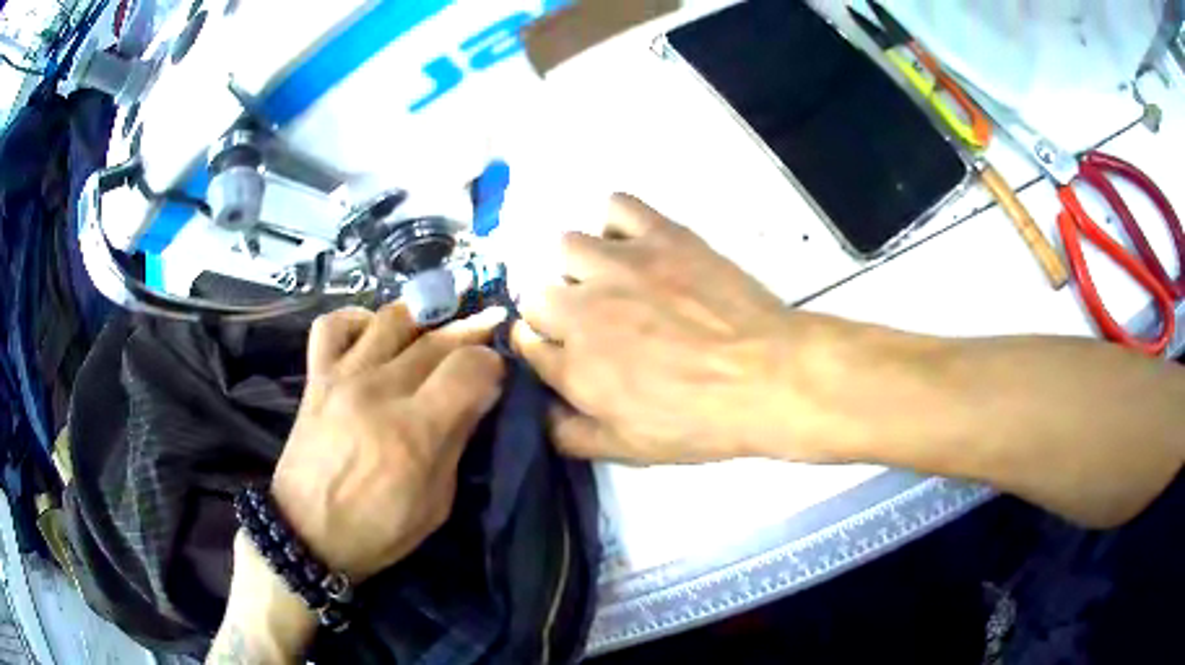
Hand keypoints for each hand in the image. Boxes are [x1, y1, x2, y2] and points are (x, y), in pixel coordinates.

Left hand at [271, 304, 505, 581]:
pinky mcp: (316, 377)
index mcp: (414, 430)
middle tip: (487, 330)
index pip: (469, 366)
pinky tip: (373, 336)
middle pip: (436, 338)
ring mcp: (342, 377)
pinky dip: (357, 319)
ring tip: (436, 325)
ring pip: (391, 318)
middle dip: (471, 330)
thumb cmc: (377, 529)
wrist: (305, 533)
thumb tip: (479, 396)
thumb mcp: (436, 504)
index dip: (493, 362)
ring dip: (423, 316)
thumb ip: (457, 443)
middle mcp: (379, 390)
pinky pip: (333, 325)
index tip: (497, 372)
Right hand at [512, 194, 840, 464]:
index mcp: (573, 365)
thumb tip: (539, 414)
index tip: (565, 351)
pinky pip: (616, 206)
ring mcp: (620, 265)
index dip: (543, 347)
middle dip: (556, 311)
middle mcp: (582, 308)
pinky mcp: (659, 235)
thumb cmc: (701, 421)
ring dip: (580, 266)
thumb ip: (570, 435)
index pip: (526, 342)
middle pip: (537, 294)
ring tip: (613, 280)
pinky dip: (618, 222)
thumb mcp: (629, 450)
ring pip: (565, 246)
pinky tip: (636, 244)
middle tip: (595, 322)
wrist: (768, 376)